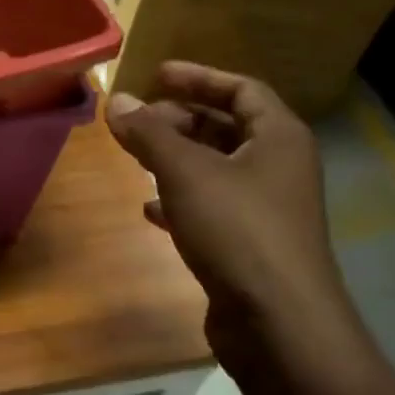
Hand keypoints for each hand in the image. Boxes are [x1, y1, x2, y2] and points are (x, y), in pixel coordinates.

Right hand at [105, 61, 350, 362]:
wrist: (277, 320)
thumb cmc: (238, 230)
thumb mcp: (186, 173)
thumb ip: (150, 134)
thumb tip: (116, 100)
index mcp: (278, 138)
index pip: (242, 90)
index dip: (199, 78)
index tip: (157, 73)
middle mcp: (277, 167)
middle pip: (227, 128)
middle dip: (181, 120)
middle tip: (137, 119)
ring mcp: (264, 209)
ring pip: (215, 169)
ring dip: (176, 159)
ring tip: (135, 156)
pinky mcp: (247, 244)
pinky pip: (209, 208)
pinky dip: (179, 201)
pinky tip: (149, 209)